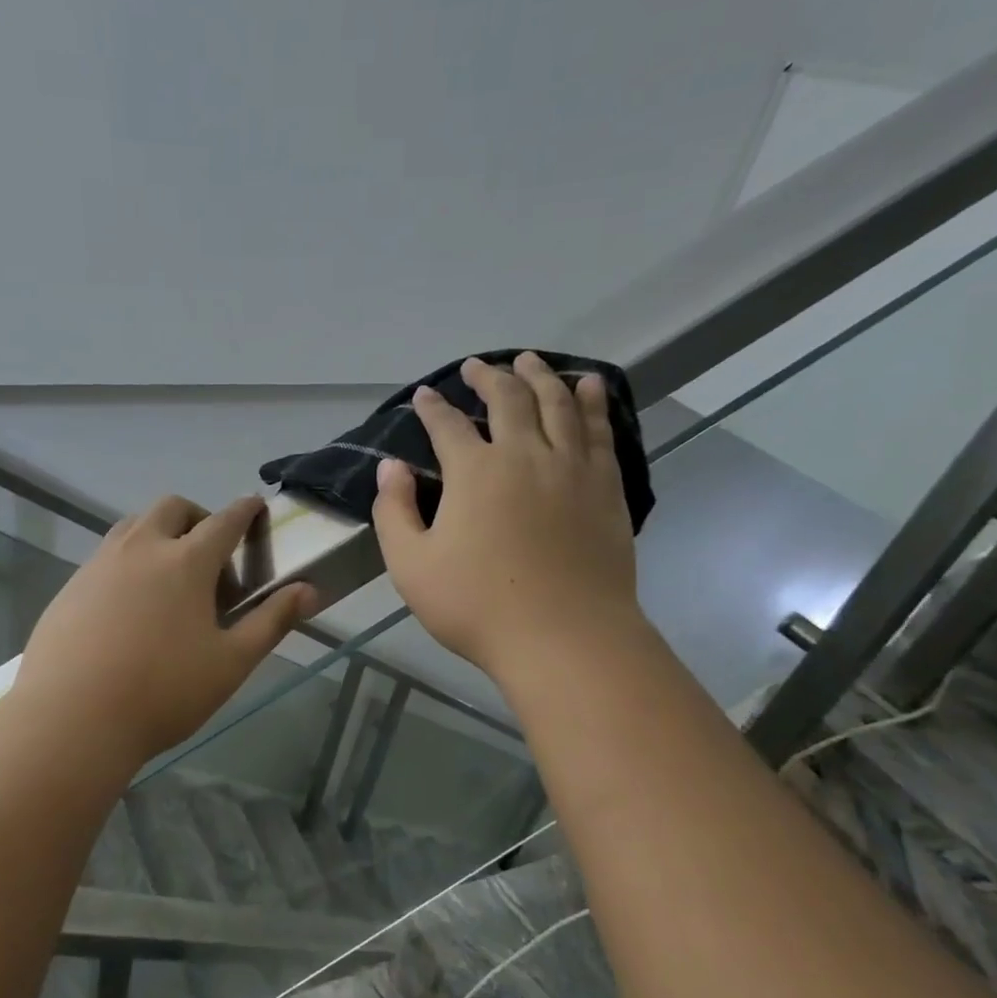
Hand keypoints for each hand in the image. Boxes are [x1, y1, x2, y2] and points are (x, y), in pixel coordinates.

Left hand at [14, 495, 315, 764]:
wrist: (71, 719)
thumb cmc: (163, 692)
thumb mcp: (230, 662)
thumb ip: (272, 621)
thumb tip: (309, 590)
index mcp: (186, 561)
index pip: (225, 521)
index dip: (246, 511)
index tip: (256, 507)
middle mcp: (141, 548)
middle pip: (174, 508)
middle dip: (199, 518)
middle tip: (211, 559)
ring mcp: (99, 564)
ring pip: (134, 526)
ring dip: (160, 535)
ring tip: (170, 580)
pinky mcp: (71, 586)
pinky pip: (106, 555)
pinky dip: (129, 561)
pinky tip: (129, 609)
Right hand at [373, 353, 645, 684]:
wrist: (564, 637)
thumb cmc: (477, 606)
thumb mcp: (411, 566)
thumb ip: (393, 512)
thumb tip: (389, 467)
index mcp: (474, 472)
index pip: (448, 425)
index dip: (433, 407)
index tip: (425, 395)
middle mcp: (525, 454)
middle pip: (508, 399)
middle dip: (489, 377)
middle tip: (477, 366)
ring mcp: (571, 467)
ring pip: (557, 403)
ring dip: (540, 376)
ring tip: (529, 360)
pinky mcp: (606, 486)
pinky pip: (599, 430)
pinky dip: (592, 401)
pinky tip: (587, 386)